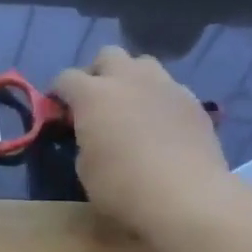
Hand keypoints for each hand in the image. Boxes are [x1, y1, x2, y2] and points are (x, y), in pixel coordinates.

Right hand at [54, 46, 234, 232]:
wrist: (187, 196)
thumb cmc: (123, 186)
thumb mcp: (85, 169)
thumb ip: (84, 141)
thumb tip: (94, 135)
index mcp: (93, 94)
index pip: (66, 78)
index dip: (58, 93)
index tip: (59, 111)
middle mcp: (128, 79)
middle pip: (107, 55)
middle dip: (97, 73)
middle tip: (96, 102)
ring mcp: (165, 86)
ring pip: (143, 64)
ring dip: (132, 79)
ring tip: (131, 106)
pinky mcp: (193, 101)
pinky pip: (170, 88)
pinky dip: (159, 99)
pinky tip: (161, 124)